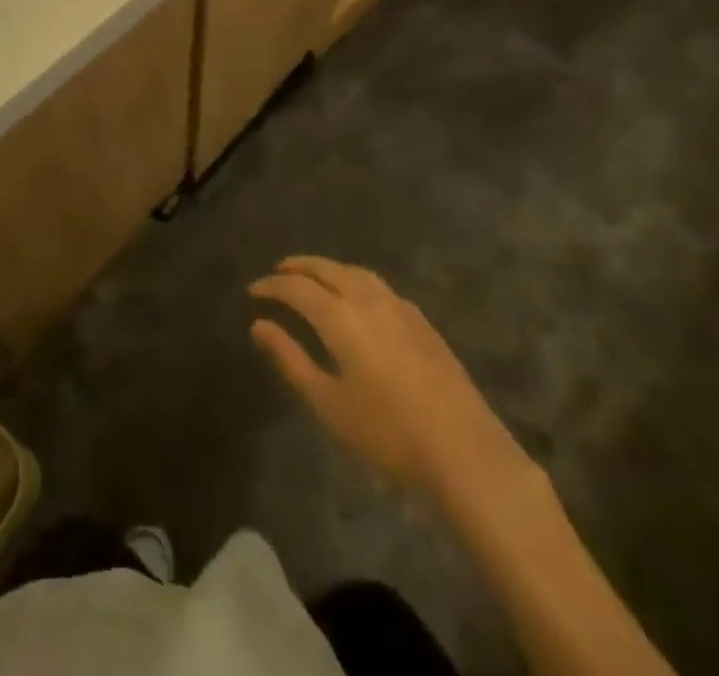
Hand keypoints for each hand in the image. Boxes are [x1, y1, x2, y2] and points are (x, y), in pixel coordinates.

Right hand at [250, 256, 518, 497]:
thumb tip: (259, 325)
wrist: (465, 452)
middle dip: (299, 267)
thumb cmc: (387, 432)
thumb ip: (290, 359)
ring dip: (329, 269)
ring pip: (355, 272)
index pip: (297, 288)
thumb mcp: (328, 402)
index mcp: (340, 316)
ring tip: (313, 277)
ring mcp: (399, 307)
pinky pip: (378, 286)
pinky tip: (356, 298)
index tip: (254, 291)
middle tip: (279, 272)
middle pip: (327, 269)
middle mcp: (367, 299)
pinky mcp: (422, 321)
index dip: (272, 286)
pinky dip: (355, 281)